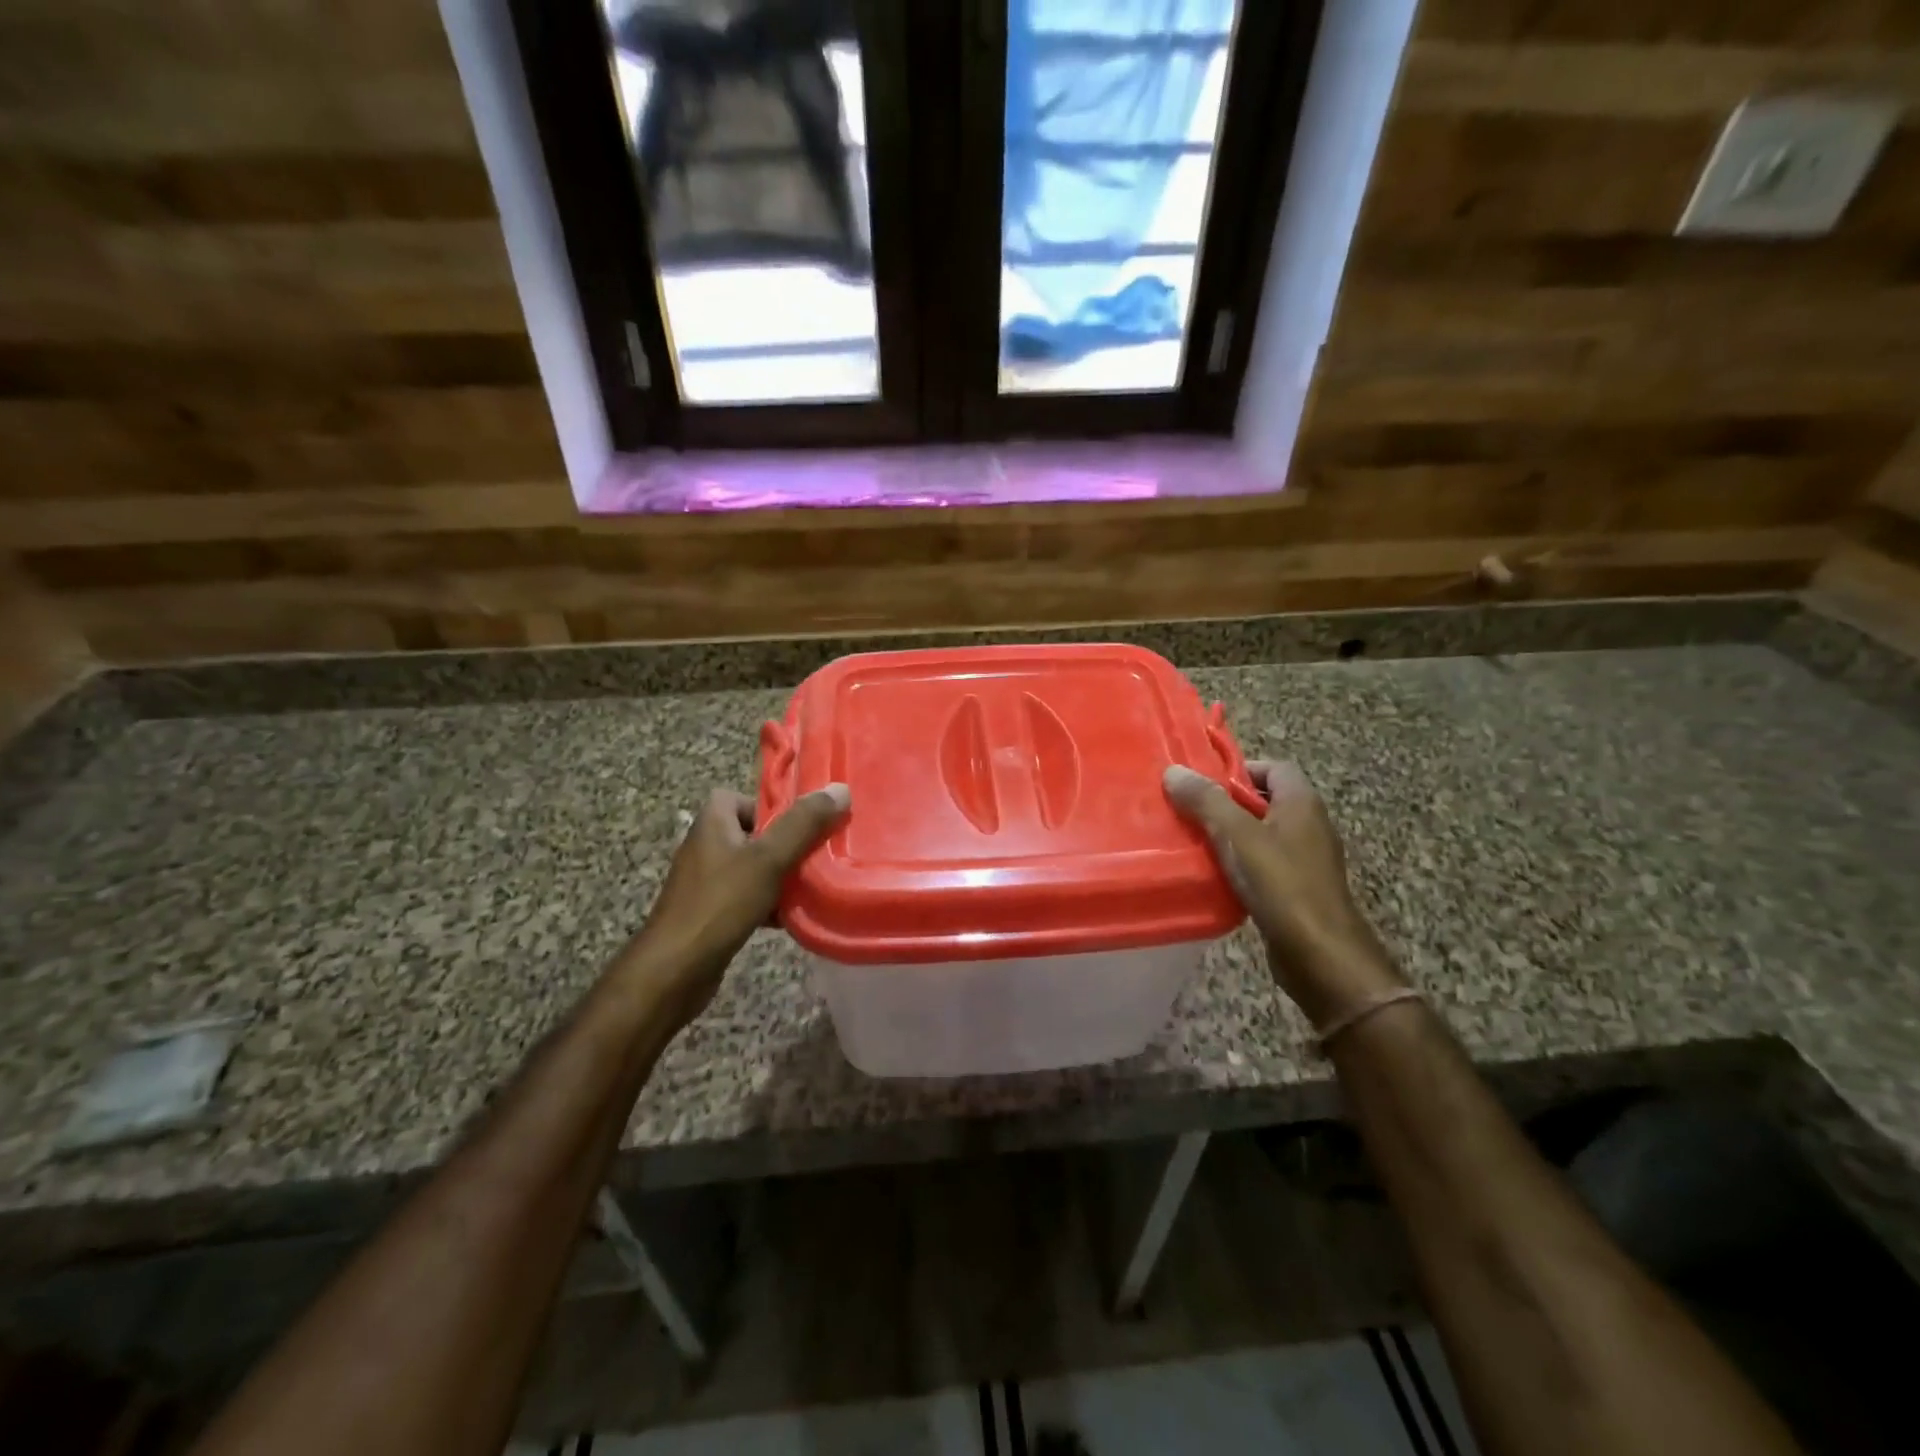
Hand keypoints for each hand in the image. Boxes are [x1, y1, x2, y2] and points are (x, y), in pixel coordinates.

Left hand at [623, 783, 850, 1027]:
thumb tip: (840, 789)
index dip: (768, 806)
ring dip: (780, 876)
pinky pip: (746, 898)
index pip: (737, 797)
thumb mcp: (768, 859)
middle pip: (751, 833)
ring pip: (752, 868)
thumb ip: (803, 824)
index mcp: (711, 824)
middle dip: (784, 844)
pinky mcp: (711, 914)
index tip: (798, 823)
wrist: (674, 971)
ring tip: (811, 885)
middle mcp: (705, 848)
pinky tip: (791, 918)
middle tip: (815, 854)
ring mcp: (705, 883)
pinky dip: (768, 904)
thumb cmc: (720, 904)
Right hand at [1163, 761, 1404, 1029]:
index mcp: (1301, 803)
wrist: (1320, 955)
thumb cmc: (1282, 885)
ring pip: (1260, 835)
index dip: (1239, 769)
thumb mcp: (1237, 836)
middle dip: (1226, 804)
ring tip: (1192, 842)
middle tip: (1188, 811)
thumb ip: (1206, 801)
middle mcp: (1309, 826)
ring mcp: (1305, 860)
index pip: (1273, 767)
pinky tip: (1212, 876)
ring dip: (1229, 836)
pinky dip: (1238, 865)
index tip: (1202, 783)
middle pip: (1264, 801)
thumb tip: (1174, 771)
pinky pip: (1262, 865)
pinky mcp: (1297, 890)